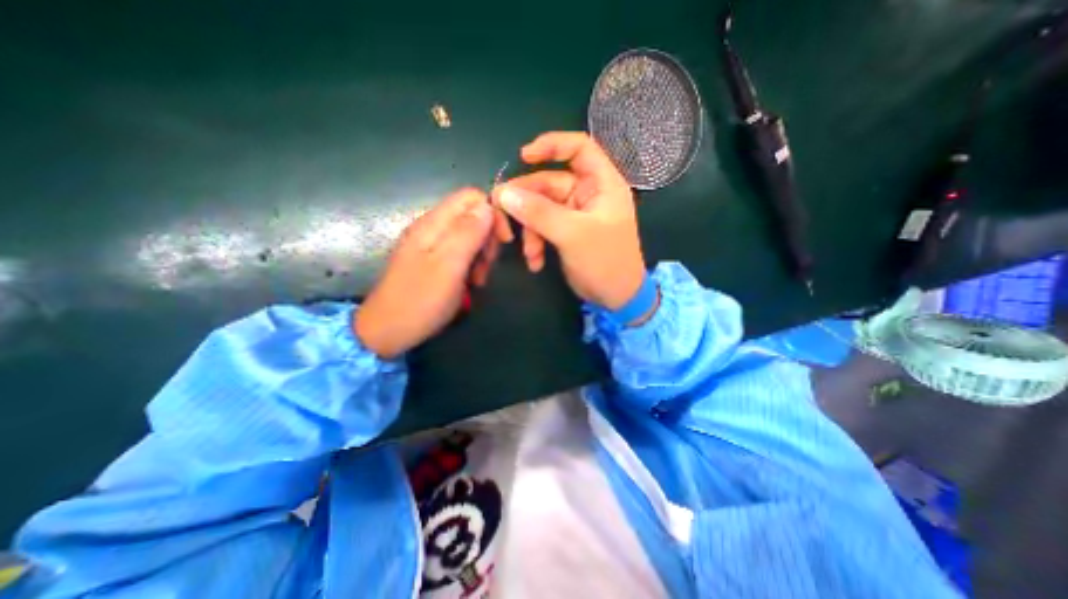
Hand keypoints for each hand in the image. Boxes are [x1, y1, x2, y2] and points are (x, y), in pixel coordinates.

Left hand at [355, 187, 495, 354]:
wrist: (388, 331)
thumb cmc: (420, 300)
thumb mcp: (448, 266)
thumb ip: (468, 233)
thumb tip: (488, 206)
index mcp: (433, 223)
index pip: (471, 197)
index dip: (492, 214)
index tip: (503, 242)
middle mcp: (432, 227)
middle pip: (472, 215)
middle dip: (487, 238)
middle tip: (487, 265)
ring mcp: (431, 244)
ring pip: (469, 235)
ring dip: (481, 254)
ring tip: (478, 278)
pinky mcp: (433, 260)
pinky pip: (461, 251)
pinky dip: (471, 264)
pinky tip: (470, 282)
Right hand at [489, 132, 640, 308]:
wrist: (615, 298)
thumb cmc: (605, 262)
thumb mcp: (572, 235)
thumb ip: (539, 213)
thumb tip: (504, 193)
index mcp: (602, 184)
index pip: (579, 148)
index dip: (552, 145)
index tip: (523, 156)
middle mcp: (588, 194)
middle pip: (549, 183)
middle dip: (526, 203)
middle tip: (502, 217)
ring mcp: (576, 214)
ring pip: (542, 208)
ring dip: (530, 231)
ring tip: (528, 253)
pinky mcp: (567, 232)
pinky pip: (544, 227)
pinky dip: (536, 242)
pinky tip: (535, 261)